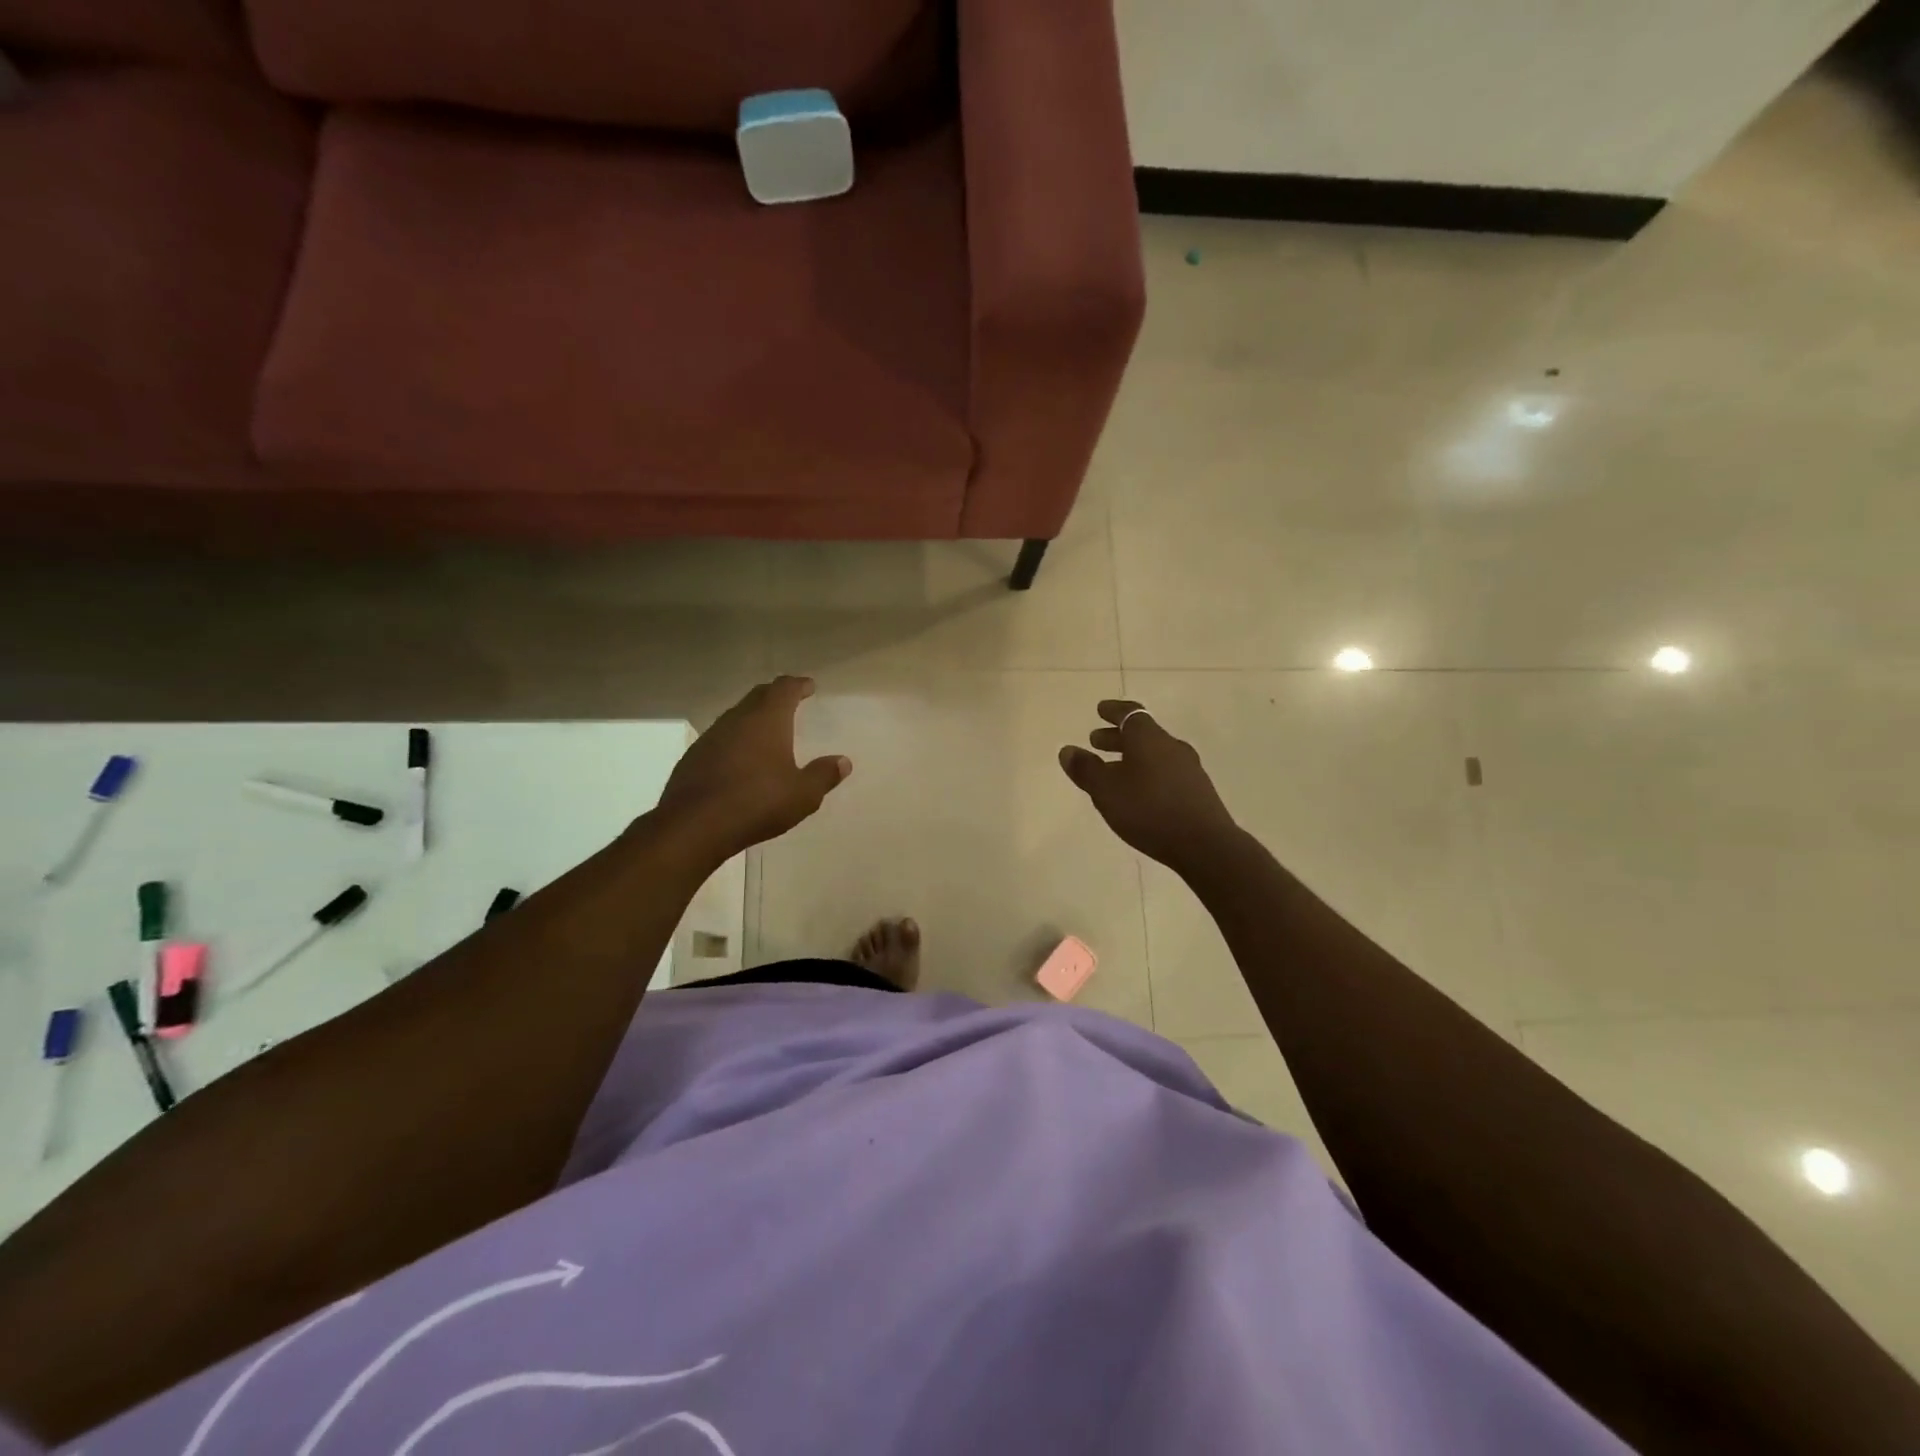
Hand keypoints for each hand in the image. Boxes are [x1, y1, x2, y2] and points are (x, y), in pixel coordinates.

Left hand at [654, 677, 850, 859]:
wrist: (694, 825)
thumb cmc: (756, 803)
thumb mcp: (802, 795)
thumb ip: (823, 776)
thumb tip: (843, 762)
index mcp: (767, 720)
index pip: (784, 689)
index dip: (798, 685)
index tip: (808, 686)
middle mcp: (737, 720)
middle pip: (758, 696)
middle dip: (775, 696)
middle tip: (790, 701)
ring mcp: (711, 737)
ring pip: (736, 716)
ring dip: (753, 717)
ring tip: (766, 730)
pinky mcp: (693, 757)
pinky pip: (720, 738)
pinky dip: (735, 740)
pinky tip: (739, 759)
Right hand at [1059, 700, 1238, 873]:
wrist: (1205, 845)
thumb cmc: (1148, 810)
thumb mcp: (1106, 791)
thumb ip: (1086, 769)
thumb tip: (1068, 750)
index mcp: (1148, 738)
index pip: (1130, 714)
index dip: (1113, 711)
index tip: (1100, 710)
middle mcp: (1171, 746)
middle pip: (1142, 734)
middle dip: (1117, 737)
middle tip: (1096, 742)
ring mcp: (1188, 768)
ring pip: (1154, 754)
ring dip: (1131, 757)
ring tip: (1113, 771)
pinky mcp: (1197, 791)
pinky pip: (1165, 772)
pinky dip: (1146, 773)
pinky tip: (1138, 793)